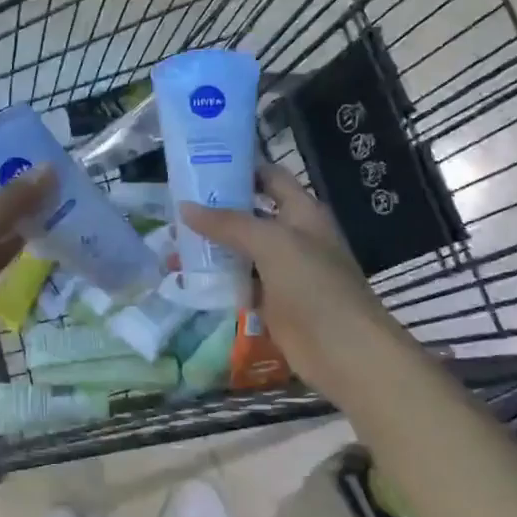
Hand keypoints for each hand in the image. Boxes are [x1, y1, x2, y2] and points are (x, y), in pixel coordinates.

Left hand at [0, 167, 53, 404]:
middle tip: (63, 181)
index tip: (44, 161)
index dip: (6, 167)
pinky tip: (52, 234)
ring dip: (25, 218)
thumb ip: (11, 201)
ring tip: (65, 202)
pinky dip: (22, 244)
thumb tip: (47, 168)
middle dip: (21, 192)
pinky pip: (1, 252)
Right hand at [181, 164, 397, 401]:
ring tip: (171, 241)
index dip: (239, 167)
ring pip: (240, 250)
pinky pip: (239, 282)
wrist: (344, 351)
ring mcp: (282, 270)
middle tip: (174, 204)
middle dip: (215, 209)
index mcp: (303, 212)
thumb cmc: (314, 285)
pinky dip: (215, 278)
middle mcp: (293, 236)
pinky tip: (185, 276)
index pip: (269, 177)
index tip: (200, 165)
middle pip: (250, 214)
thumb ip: (228, 223)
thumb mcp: (271, 243)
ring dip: (210, 246)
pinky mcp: (272, 301)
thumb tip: (185, 207)